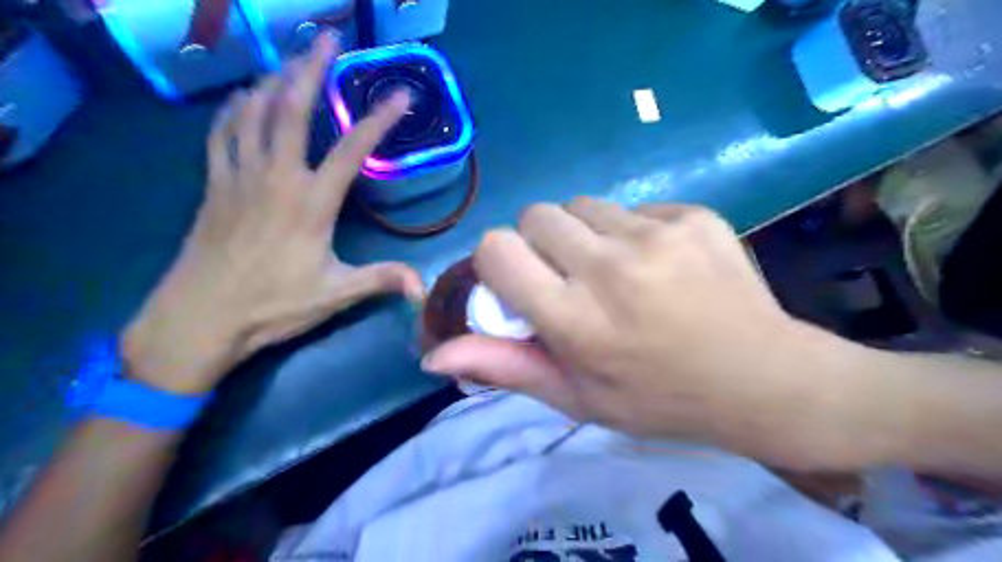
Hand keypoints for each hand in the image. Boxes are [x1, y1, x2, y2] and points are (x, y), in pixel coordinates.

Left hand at [122, 36, 420, 395]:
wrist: (200, 317)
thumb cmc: (273, 304)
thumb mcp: (335, 294)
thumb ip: (381, 280)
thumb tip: (422, 287)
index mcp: (312, 202)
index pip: (353, 150)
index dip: (380, 120)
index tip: (401, 95)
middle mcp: (276, 176)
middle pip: (292, 109)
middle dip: (311, 69)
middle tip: (327, 38)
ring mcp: (239, 175)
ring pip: (253, 111)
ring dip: (273, 78)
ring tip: (290, 58)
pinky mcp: (214, 184)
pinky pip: (222, 131)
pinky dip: (234, 108)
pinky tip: (242, 97)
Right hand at [421, 199, 868, 467]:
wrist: (761, 378)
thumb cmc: (659, 398)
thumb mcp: (577, 397)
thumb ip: (505, 367)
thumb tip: (434, 354)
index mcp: (575, 318)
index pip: (497, 249)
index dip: (500, 262)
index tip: (521, 283)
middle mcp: (609, 267)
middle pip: (537, 215)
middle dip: (540, 243)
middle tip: (570, 277)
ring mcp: (656, 234)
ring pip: (583, 205)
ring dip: (585, 233)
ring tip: (616, 270)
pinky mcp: (693, 215)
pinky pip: (634, 207)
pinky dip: (631, 230)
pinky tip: (660, 264)